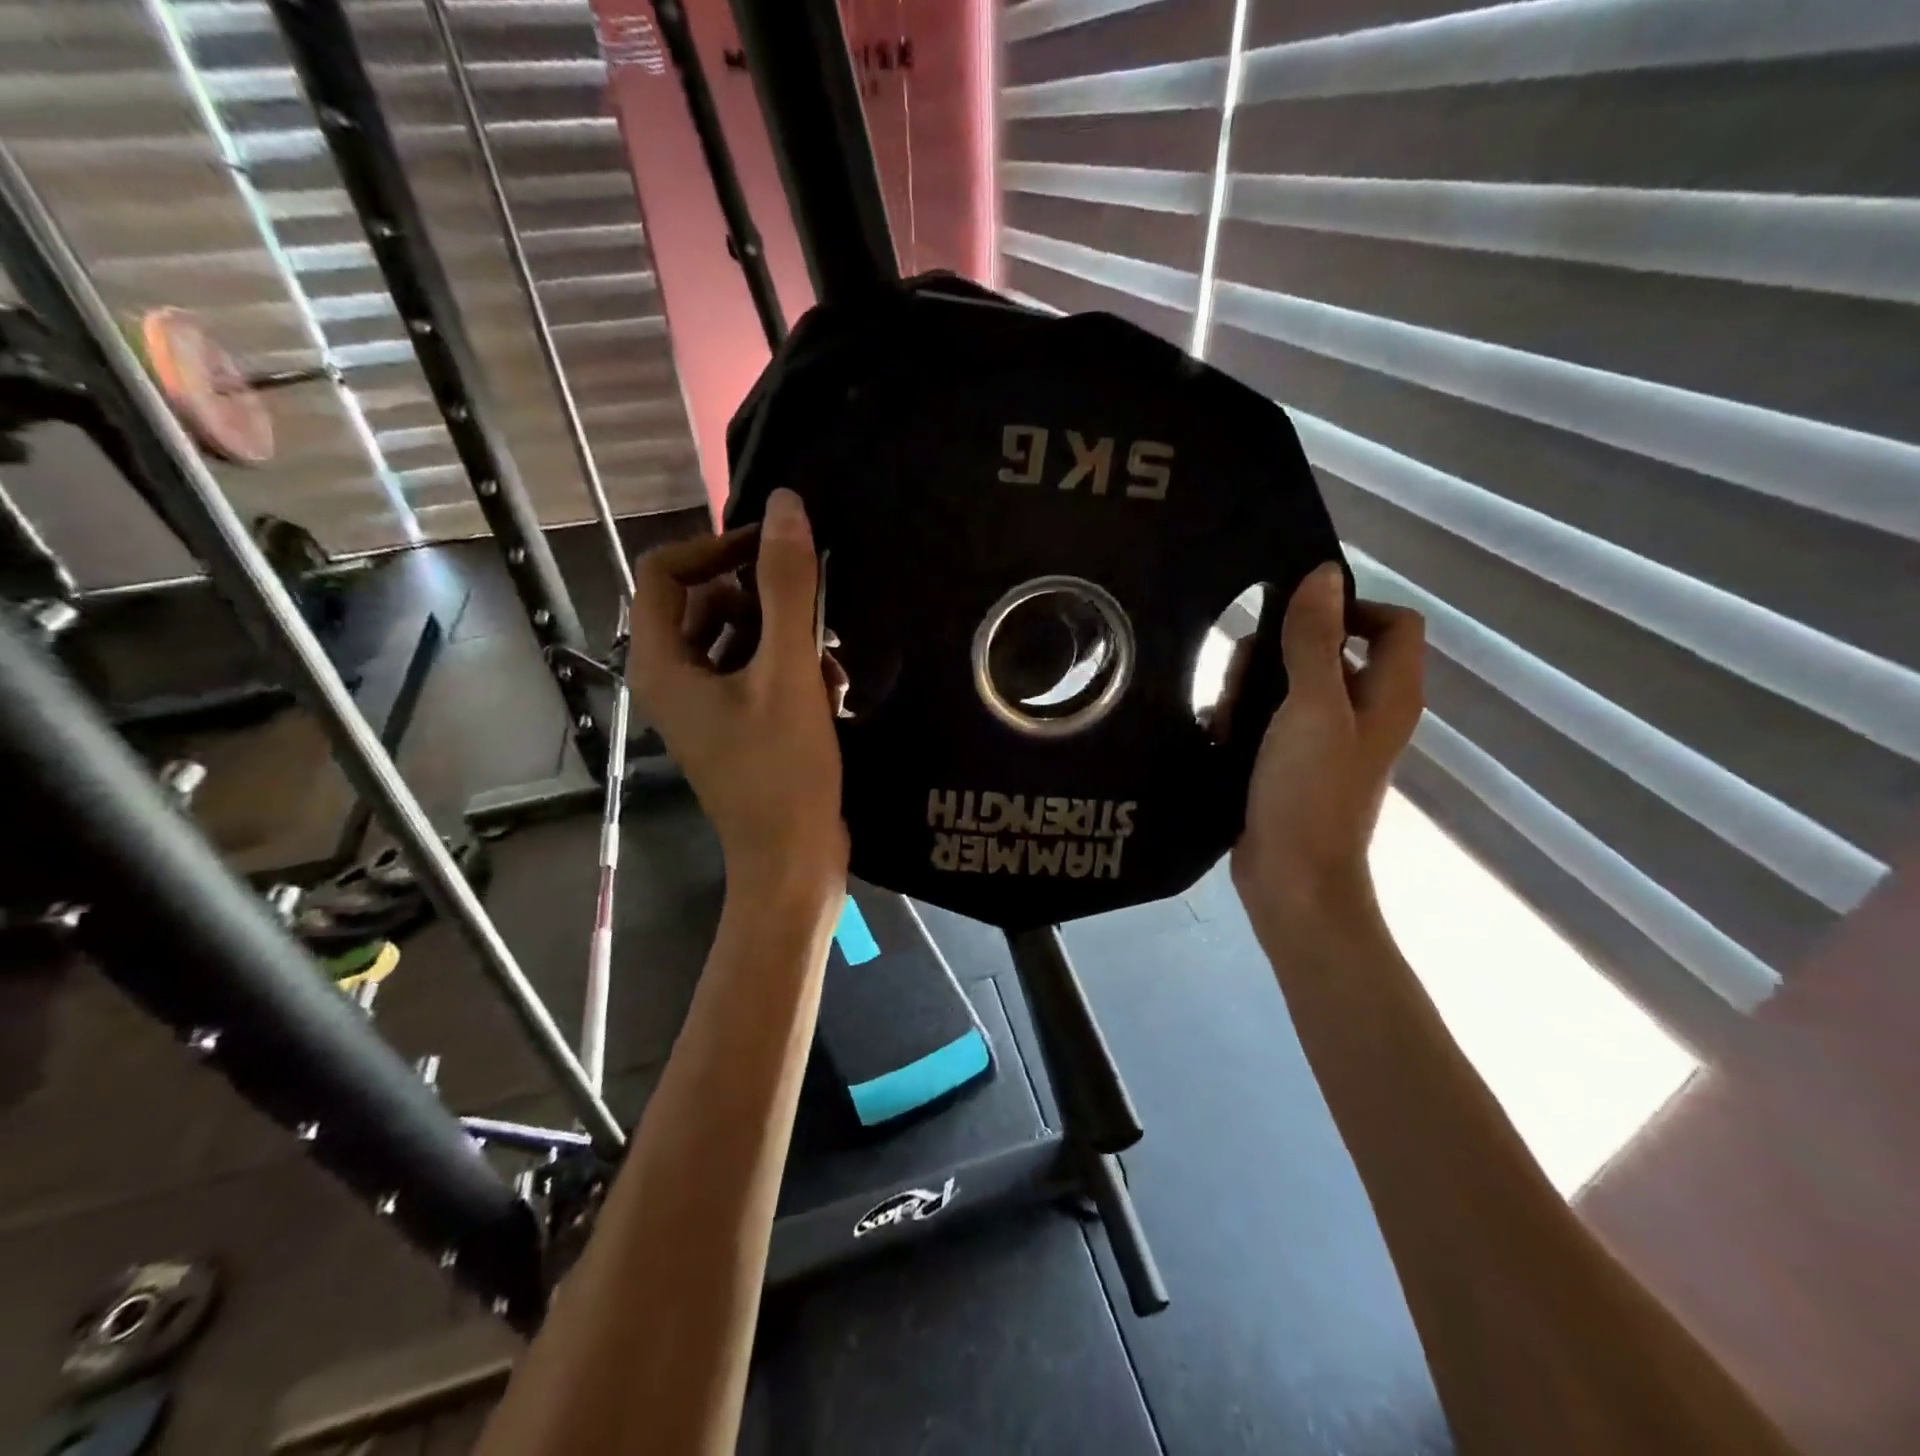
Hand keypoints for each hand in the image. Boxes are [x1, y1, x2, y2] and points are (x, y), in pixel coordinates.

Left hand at [627, 489, 848, 899]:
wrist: (793, 859)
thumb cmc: (782, 769)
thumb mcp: (787, 672)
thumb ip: (787, 587)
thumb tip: (786, 506)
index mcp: (663, 663)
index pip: (666, 572)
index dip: (718, 548)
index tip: (775, 548)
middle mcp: (674, 679)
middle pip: (706, 603)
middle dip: (763, 599)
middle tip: (813, 604)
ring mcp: (706, 705)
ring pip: (738, 639)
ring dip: (785, 635)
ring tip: (829, 655)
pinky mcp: (738, 725)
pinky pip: (756, 673)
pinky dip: (790, 669)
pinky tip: (832, 688)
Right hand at [1230, 562, 1424, 917]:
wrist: (1290, 877)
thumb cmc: (1309, 790)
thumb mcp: (1311, 707)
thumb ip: (1315, 640)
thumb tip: (1324, 573)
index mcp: (1389, 693)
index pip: (1392, 622)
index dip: (1350, 608)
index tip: (1297, 618)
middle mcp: (1365, 710)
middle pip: (1331, 650)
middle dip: (1280, 653)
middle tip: (1243, 676)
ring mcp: (1328, 739)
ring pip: (1291, 683)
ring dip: (1253, 688)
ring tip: (1224, 713)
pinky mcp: (1293, 761)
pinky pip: (1271, 717)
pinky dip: (1245, 717)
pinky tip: (1218, 731)